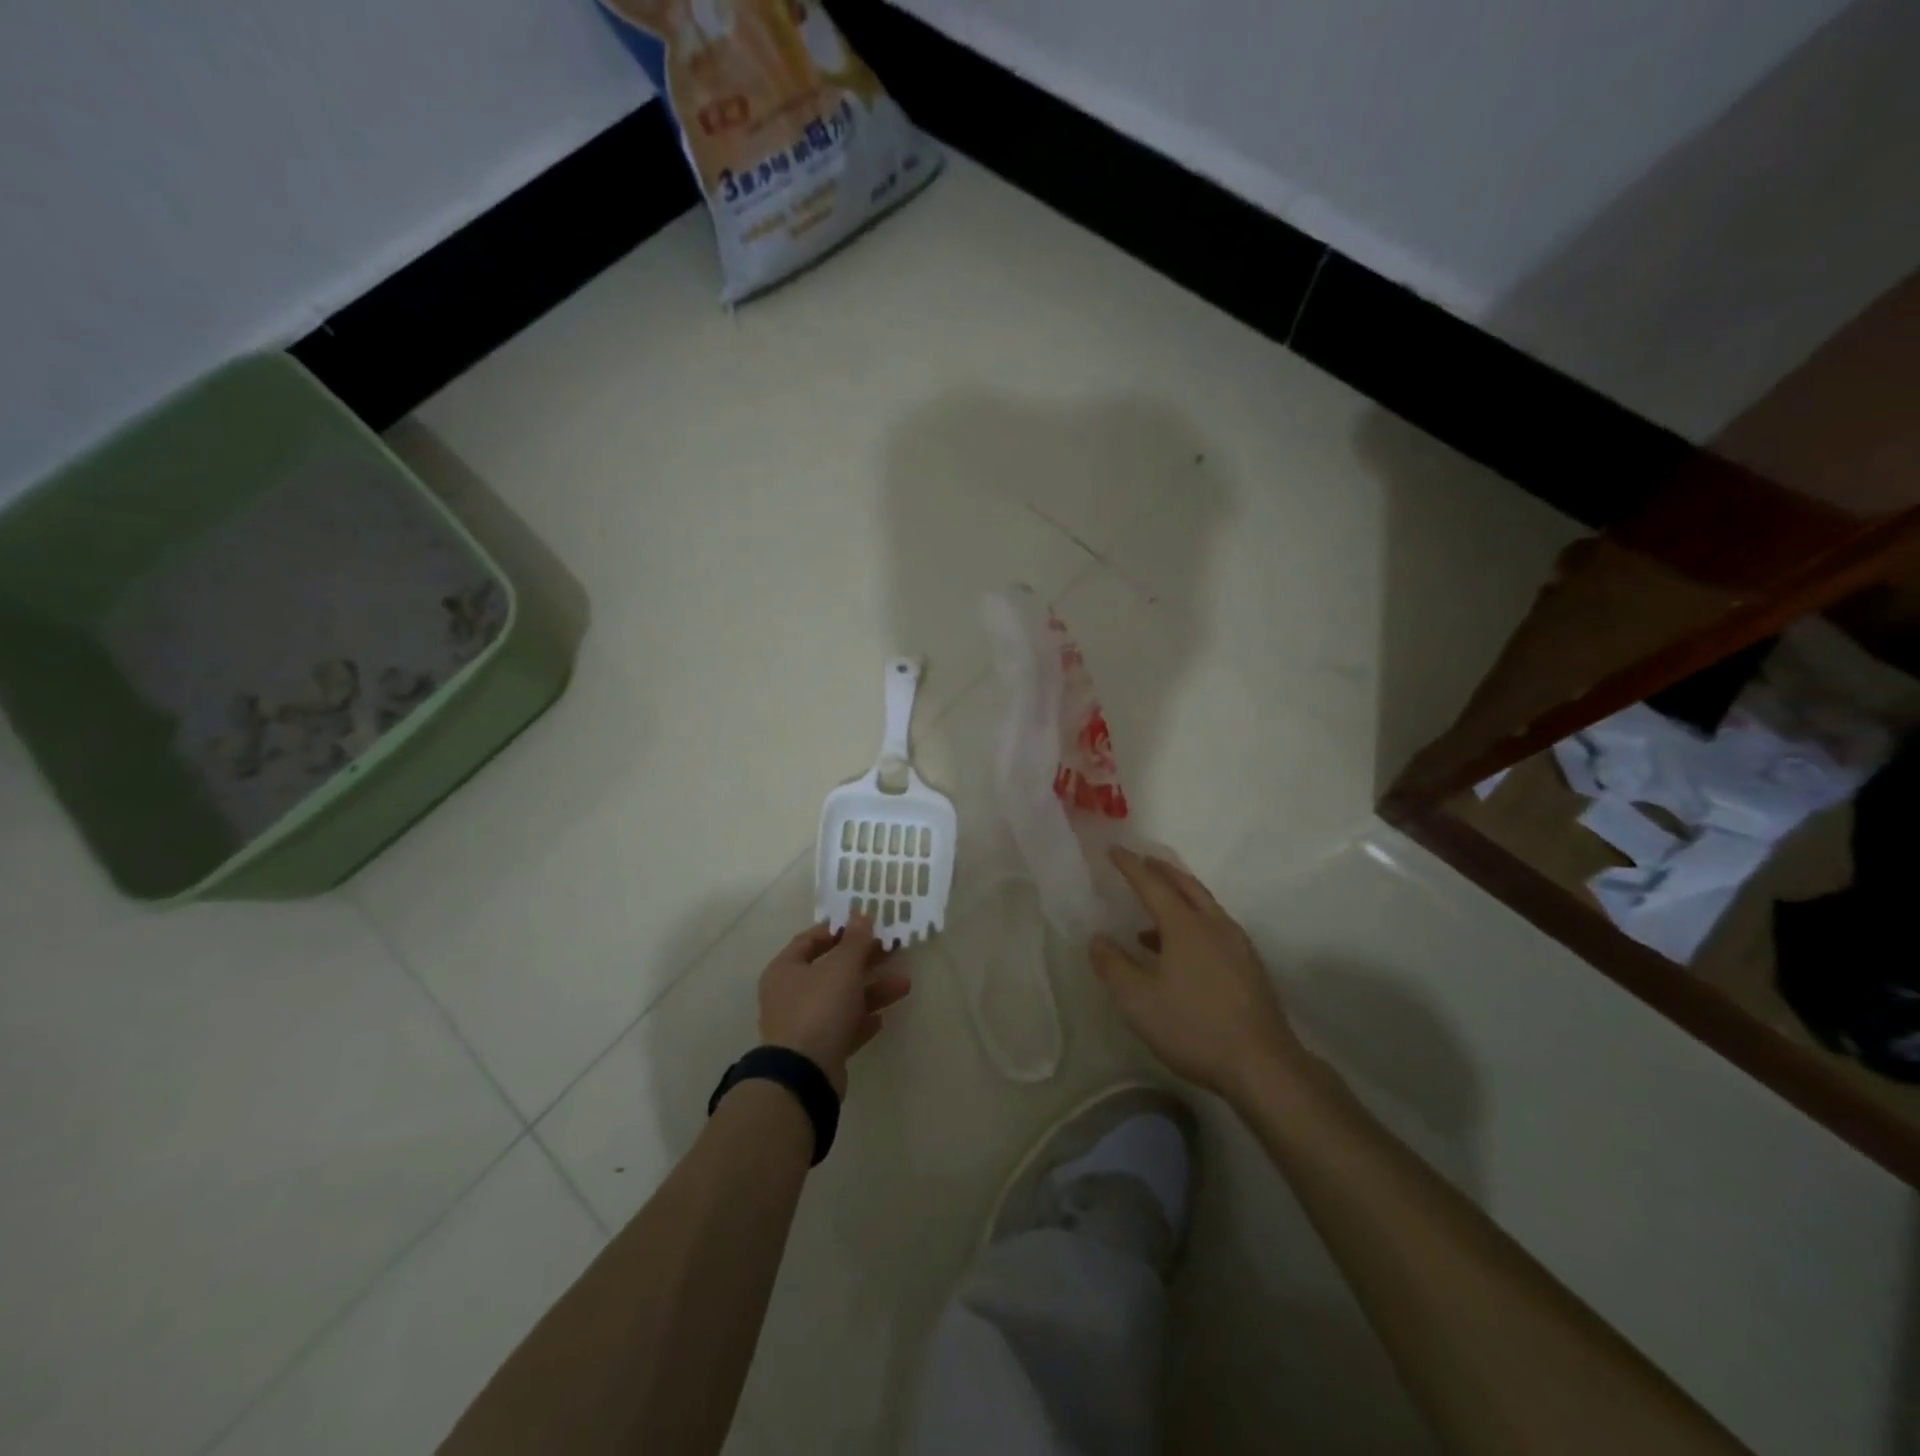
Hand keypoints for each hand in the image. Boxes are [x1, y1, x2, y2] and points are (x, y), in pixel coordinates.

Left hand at [758, 913, 911, 1095]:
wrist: (804, 1075)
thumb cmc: (819, 1008)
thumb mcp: (842, 967)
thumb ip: (855, 940)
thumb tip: (861, 913)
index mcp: (785, 969)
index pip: (810, 940)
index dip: (838, 930)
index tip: (865, 925)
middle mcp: (789, 994)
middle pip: (830, 970)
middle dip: (864, 961)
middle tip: (892, 951)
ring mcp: (802, 1025)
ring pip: (841, 1000)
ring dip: (872, 991)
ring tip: (904, 985)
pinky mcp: (817, 1050)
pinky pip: (842, 1028)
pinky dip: (861, 1021)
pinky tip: (881, 1019)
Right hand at [1090, 848, 1302, 1102]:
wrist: (1261, 1064)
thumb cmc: (1193, 1027)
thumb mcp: (1138, 1001)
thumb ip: (1114, 966)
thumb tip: (1097, 939)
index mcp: (1185, 926)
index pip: (1152, 884)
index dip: (1130, 866)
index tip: (1114, 850)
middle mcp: (1214, 925)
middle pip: (1186, 886)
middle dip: (1162, 870)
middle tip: (1142, 861)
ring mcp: (1237, 945)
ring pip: (1204, 906)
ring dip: (1179, 897)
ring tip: (1153, 911)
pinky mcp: (1249, 966)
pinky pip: (1215, 927)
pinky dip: (1193, 921)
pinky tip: (1180, 951)